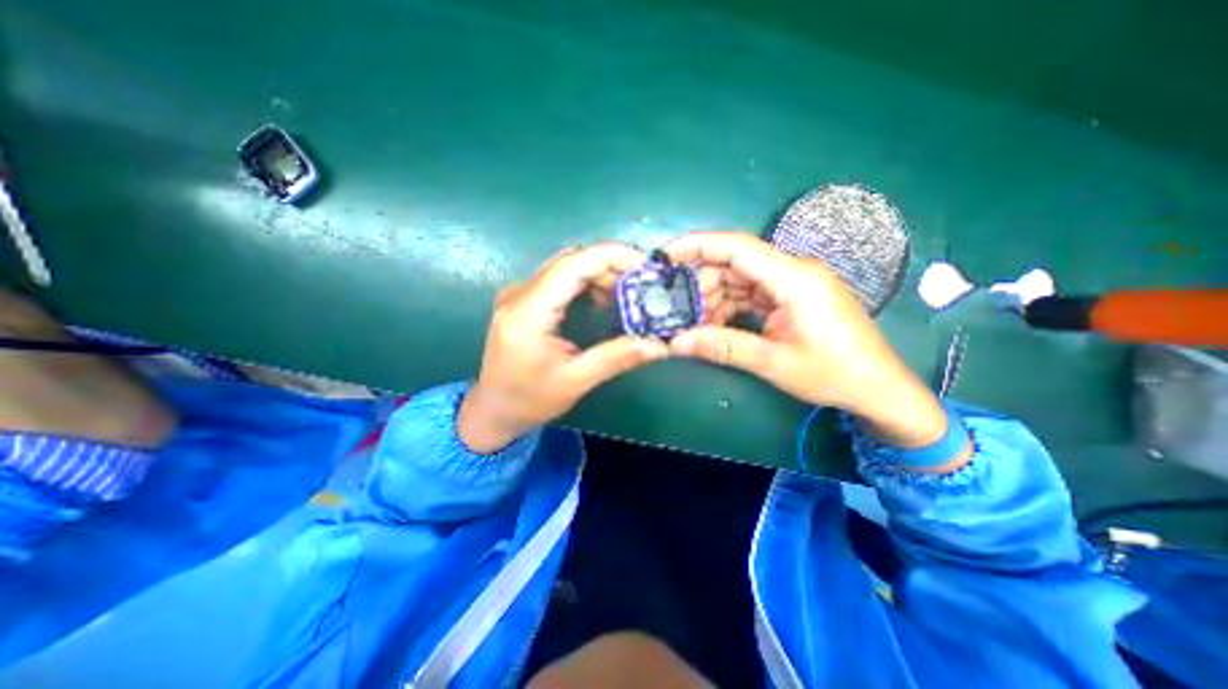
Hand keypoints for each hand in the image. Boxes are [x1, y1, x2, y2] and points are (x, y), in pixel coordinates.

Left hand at [460, 243, 670, 450]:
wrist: (493, 409)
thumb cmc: (529, 400)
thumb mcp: (575, 382)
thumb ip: (616, 358)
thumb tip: (660, 345)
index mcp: (528, 312)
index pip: (573, 264)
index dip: (612, 257)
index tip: (645, 266)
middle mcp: (520, 293)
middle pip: (571, 259)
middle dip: (611, 267)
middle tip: (641, 286)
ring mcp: (519, 294)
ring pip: (566, 266)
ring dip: (600, 274)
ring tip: (627, 295)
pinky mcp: (523, 300)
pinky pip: (559, 278)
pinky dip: (586, 283)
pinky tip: (603, 301)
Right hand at [668, 235, 953, 455]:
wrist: (878, 387)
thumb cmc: (833, 373)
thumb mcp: (773, 362)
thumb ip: (724, 346)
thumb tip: (677, 342)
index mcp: (794, 278)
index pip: (738, 247)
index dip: (697, 246)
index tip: (666, 255)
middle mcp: (793, 272)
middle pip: (735, 264)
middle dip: (703, 284)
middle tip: (678, 310)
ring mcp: (793, 284)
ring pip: (741, 280)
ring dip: (715, 299)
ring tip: (695, 324)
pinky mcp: (792, 298)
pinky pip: (752, 294)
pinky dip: (731, 307)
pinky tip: (716, 325)